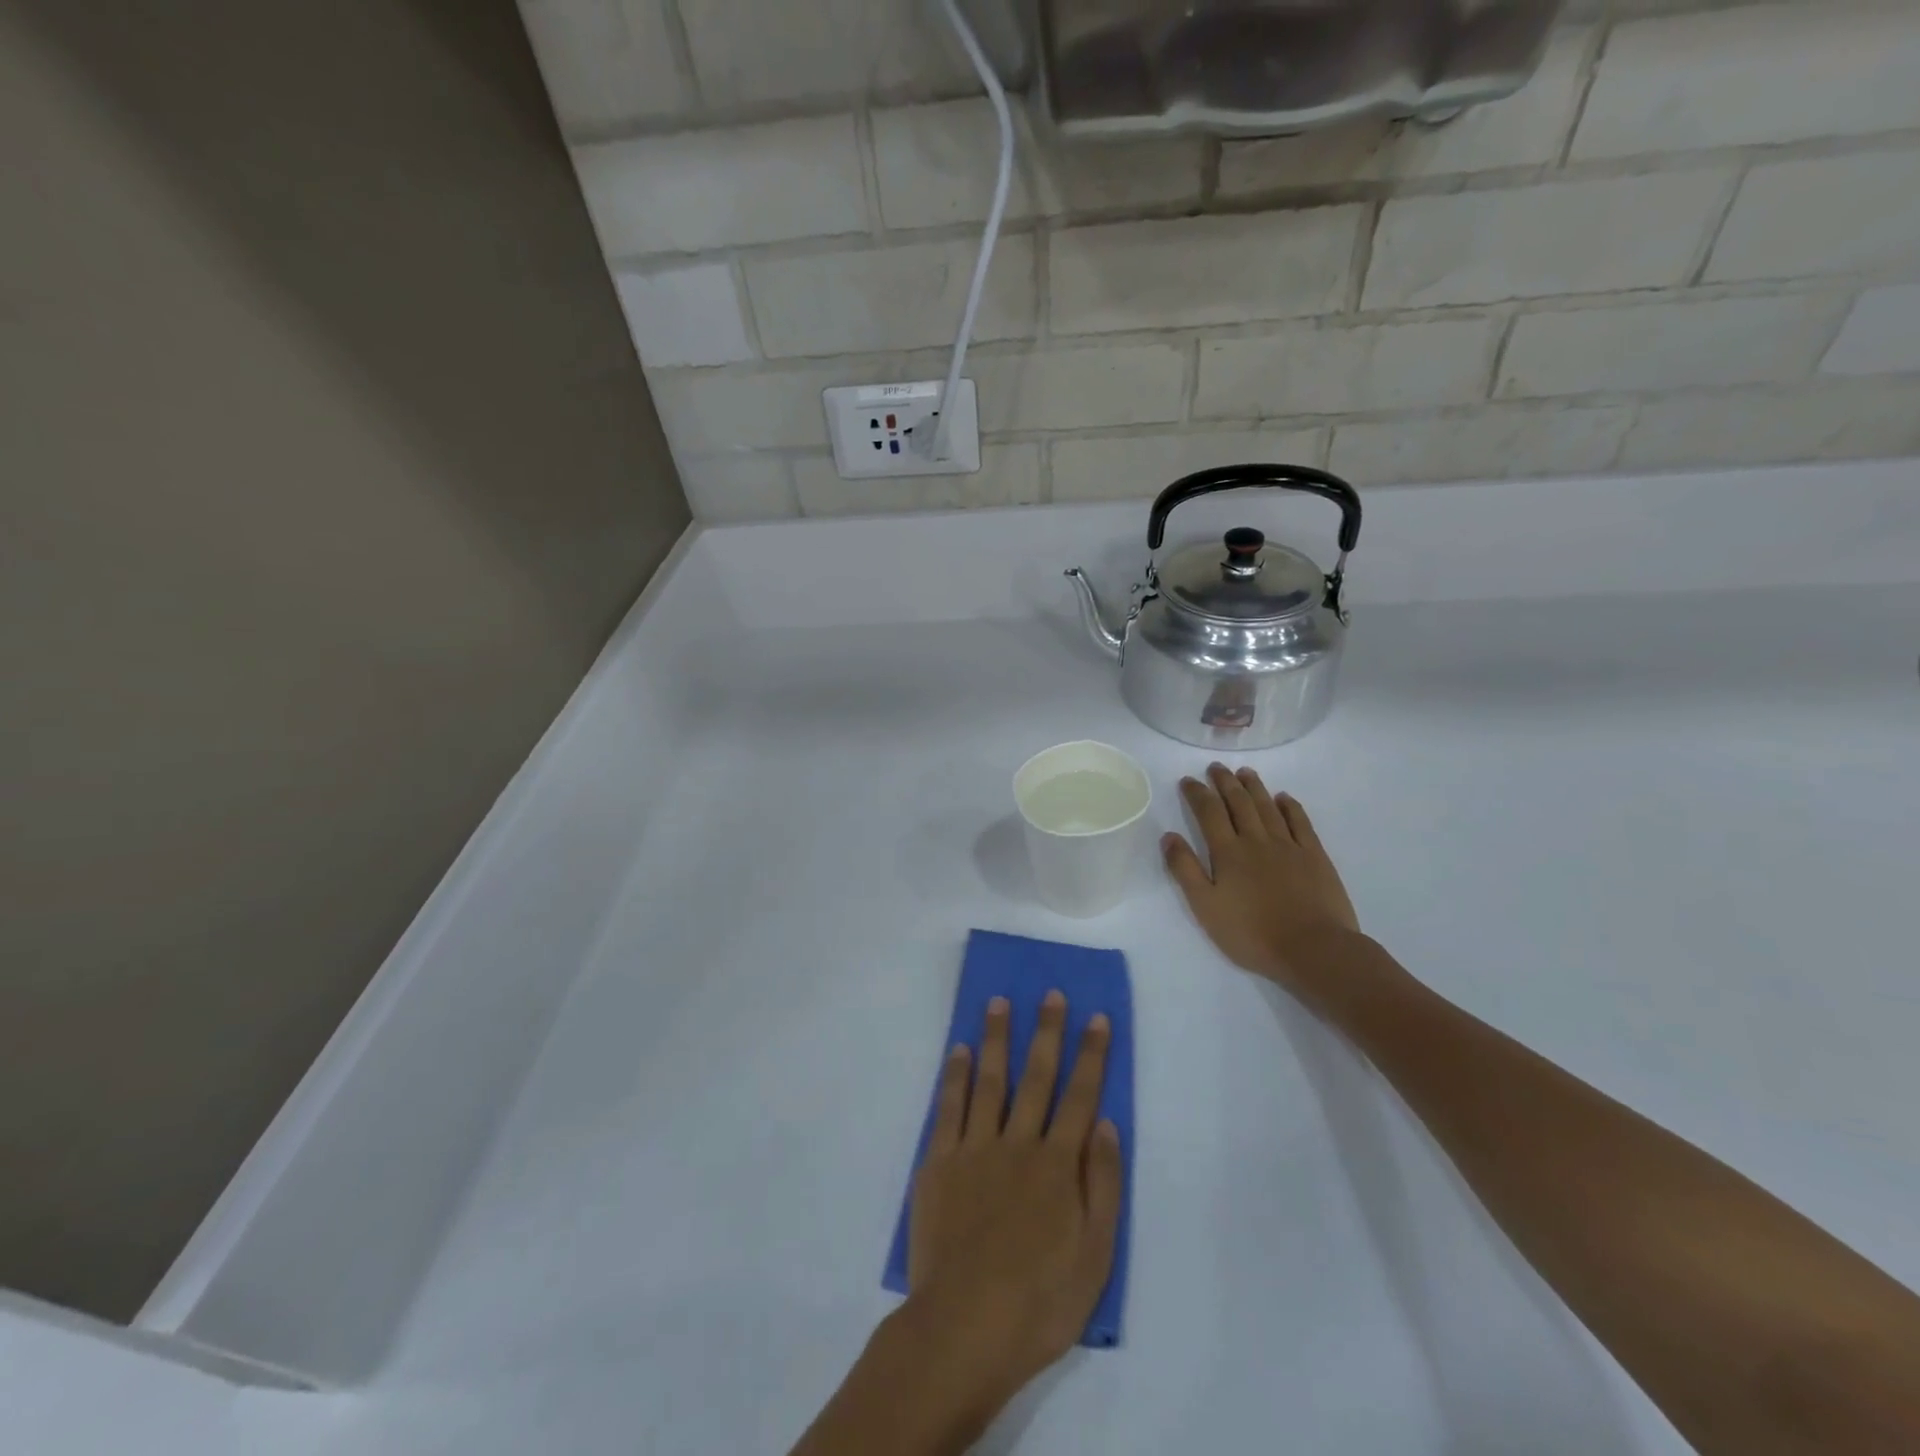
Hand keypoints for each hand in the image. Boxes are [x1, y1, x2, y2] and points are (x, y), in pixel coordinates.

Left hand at [906, 992, 1122, 1413]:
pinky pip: (948, 1107)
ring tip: (999, 1002)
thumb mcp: (1095, 1256)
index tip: (1096, 1017)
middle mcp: (1017, 1143)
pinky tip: (958, 1050)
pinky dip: (954, 1075)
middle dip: (1046, 1032)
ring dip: (996, 1038)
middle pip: (1036, 1076)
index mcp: (1057, 1165)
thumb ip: (1103, 1185)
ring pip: (989, 1080)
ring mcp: (974, 1149)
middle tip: (1051, 994)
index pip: (1080, 1096)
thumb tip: (1106, 1125)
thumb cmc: (1039, 1301)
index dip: (1091, 1055)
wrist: (963, 1328)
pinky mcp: (938, 1163)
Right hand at [1162, 764, 1363, 999]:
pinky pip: (1300, 822)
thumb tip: (1169, 836)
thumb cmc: (1252, 934)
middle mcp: (1256, 840)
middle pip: (1239, 803)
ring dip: (1254, 787)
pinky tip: (1284, 798)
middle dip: (1225, 782)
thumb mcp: (1206, 907)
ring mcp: (1289, 846)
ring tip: (1244, 772)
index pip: (1209, 813)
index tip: (1188, 780)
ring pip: (1268, 807)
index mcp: (1228, 852)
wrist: (1313, 949)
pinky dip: (1290, 806)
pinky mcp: (1315, 856)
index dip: (1197, 793)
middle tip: (1215, 767)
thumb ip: (1185, 870)